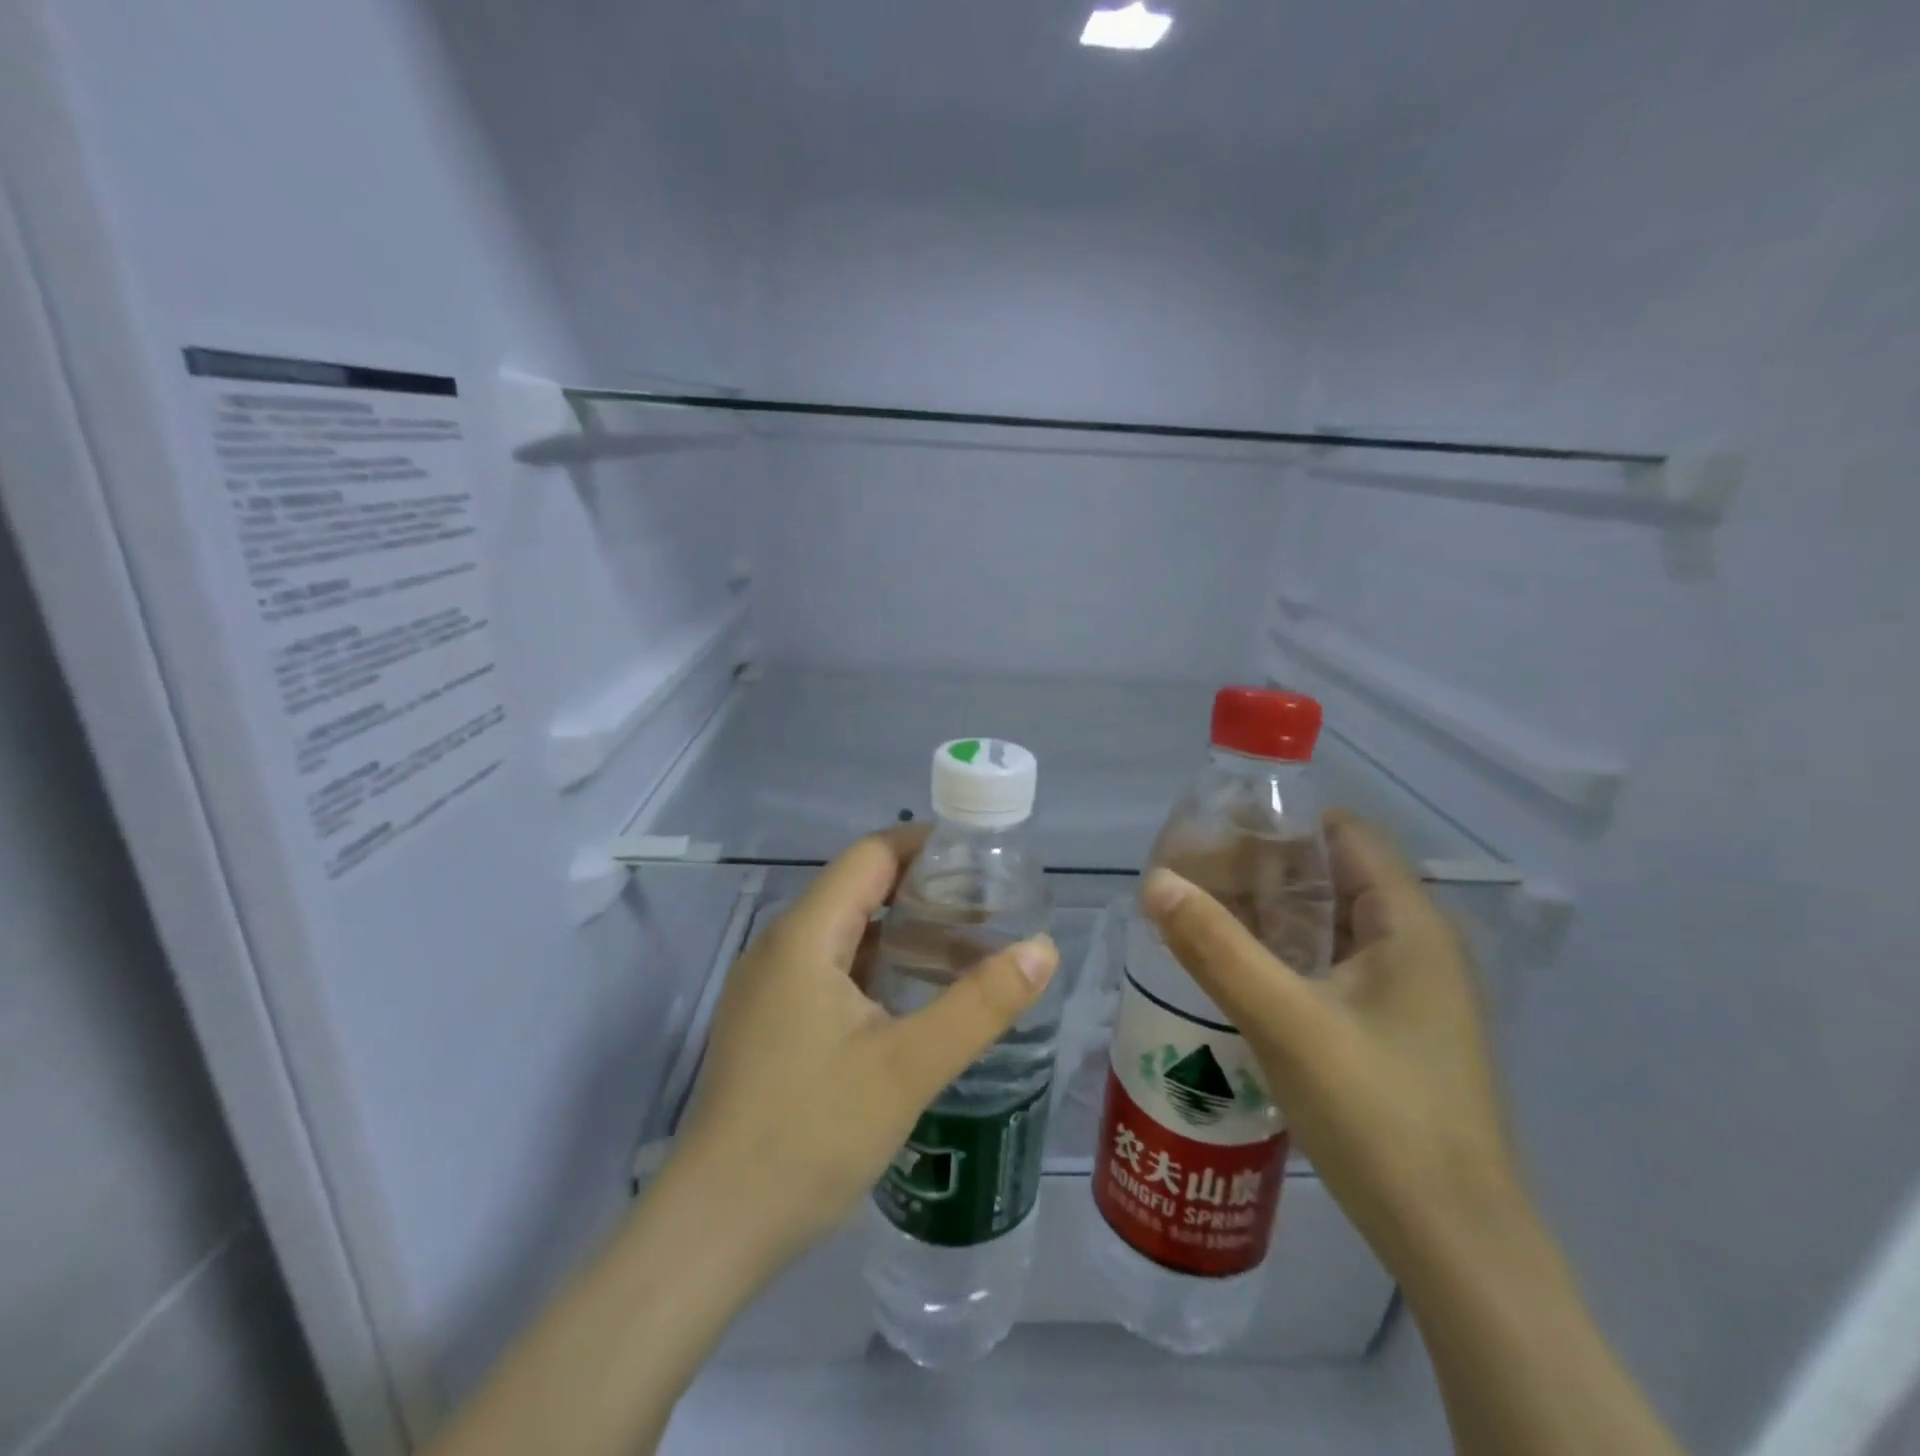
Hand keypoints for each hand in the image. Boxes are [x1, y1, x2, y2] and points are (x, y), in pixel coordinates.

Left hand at [674, 827, 1060, 1269]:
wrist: (715, 1228)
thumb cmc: (811, 1134)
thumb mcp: (909, 1067)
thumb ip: (981, 1004)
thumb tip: (1043, 948)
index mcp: (804, 935)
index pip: (871, 855)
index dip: (925, 846)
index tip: (981, 861)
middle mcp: (780, 946)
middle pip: (858, 889)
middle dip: (922, 891)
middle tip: (988, 911)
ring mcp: (768, 986)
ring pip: (844, 933)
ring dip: (901, 932)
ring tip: (964, 950)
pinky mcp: (768, 1021)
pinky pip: (828, 970)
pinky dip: (876, 967)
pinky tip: (913, 999)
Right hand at [1139, 810, 1525, 1276]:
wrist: (1455, 1246)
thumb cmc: (1379, 1117)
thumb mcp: (1285, 1022)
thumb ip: (1215, 947)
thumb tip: (1154, 880)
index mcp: (1409, 924)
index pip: (1343, 832)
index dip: (1279, 821)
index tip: (1212, 831)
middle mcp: (1417, 945)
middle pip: (1332, 875)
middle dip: (1260, 868)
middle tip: (1189, 876)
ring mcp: (1410, 991)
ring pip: (1329, 923)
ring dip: (1267, 913)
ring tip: (1199, 915)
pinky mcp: (1395, 1029)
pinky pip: (1332, 965)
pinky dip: (1284, 953)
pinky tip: (1237, 971)